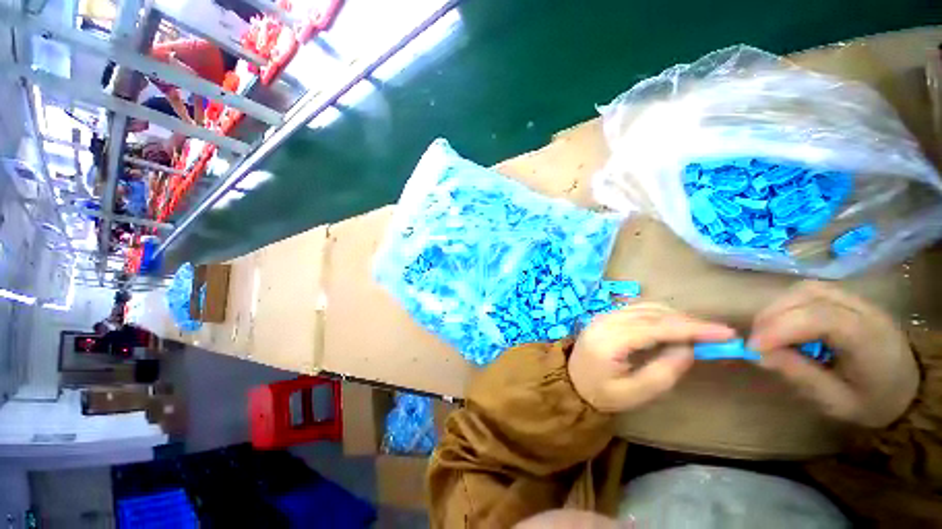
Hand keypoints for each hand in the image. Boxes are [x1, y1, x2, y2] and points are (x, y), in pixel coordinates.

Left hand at [568, 304, 734, 412]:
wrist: (571, 381)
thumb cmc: (602, 393)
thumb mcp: (635, 393)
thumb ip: (664, 370)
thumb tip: (688, 347)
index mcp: (610, 340)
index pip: (656, 327)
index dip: (692, 328)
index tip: (725, 332)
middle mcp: (605, 320)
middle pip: (652, 313)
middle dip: (687, 322)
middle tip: (717, 335)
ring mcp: (603, 315)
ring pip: (645, 307)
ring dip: (674, 316)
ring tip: (699, 332)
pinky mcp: (605, 315)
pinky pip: (636, 308)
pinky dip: (659, 314)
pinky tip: (673, 325)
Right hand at [748, 281, 917, 427]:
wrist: (909, 387)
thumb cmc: (874, 400)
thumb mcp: (837, 401)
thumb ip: (799, 375)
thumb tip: (758, 355)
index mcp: (868, 337)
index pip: (818, 318)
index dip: (778, 329)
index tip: (751, 349)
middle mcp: (863, 308)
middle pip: (806, 295)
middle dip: (771, 316)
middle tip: (757, 342)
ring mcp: (856, 299)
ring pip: (804, 289)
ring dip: (776, 308)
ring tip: (767, 333)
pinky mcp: (847, 299)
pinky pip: (808, 292)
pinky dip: (787, 305)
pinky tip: (784, 324)